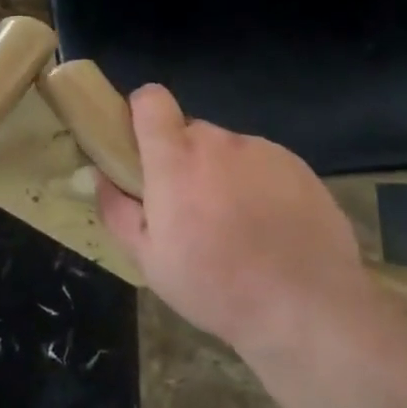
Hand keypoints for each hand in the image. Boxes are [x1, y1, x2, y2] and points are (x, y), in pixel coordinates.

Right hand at [96, 83, 378, 351]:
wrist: (305, 308)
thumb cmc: (215, 286)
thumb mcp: (149, 260)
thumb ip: (117, 209)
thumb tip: (101, 175)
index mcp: (176, 158)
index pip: (151, 99)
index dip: (142, 113)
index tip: (142, 146)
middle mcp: (219, 142)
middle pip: (190, 132)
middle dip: (184, 160)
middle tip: (191, 209)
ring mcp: (263, 150)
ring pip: (229, 150)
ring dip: (223, 174)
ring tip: (237, 226)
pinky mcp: (298, 166)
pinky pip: (264, 164)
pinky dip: (259, 185)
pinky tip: (270, 229)